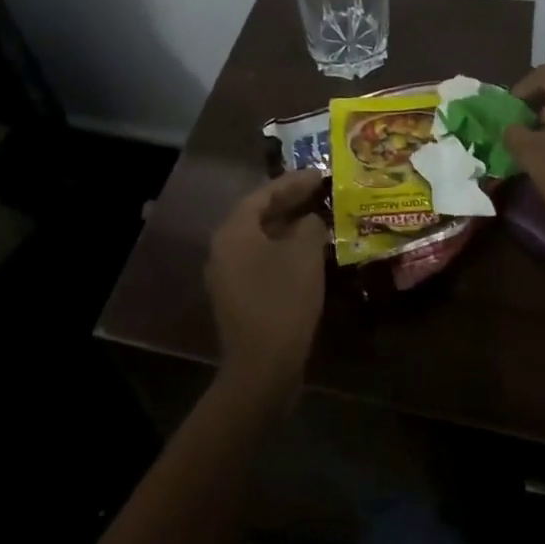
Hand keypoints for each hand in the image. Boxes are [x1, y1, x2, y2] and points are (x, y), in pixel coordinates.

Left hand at [206, 169, 329, 397]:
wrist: (262, 369)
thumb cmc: (282, 300)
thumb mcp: (304, 254)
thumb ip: (309, 226)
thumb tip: (310, 221)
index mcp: (233, 232)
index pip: (264, 194)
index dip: (293, 182)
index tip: (320, 174)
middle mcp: (223, 249)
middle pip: (259, 215)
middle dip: (290, 202)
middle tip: (320, 191)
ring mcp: (228, 277)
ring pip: (261, 239)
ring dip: (289, 227)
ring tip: (319, 217)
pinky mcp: (239, 299)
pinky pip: (262, 261)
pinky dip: (284, 251)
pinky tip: (309, 253)